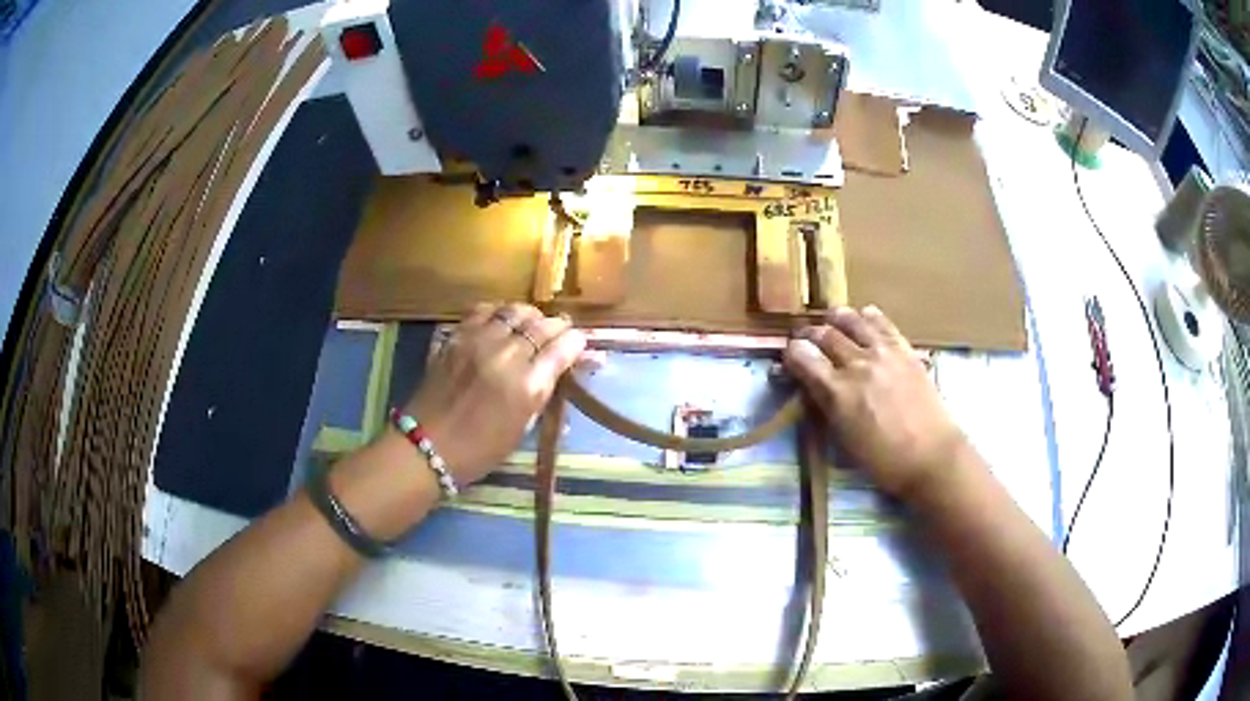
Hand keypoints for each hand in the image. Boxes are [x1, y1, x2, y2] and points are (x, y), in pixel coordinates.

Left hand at [404, 303, 585, 486]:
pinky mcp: (455, 336)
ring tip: (531, 324)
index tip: (580, 345)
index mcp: (527, 386)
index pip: (563, 348)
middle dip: (557, 326)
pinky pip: (483, 310)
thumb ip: (544, 393)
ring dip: (529, 315)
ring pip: (514, 310)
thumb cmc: (480, 450)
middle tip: (559, 333)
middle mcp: (506, 356)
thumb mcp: (521, 429)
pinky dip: (498, 311)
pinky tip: (500, 321)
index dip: (577, 342)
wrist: (426, 446)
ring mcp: (477, 341)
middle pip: (542, 324)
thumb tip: (565, 372)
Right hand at [784, 306, 967, 500]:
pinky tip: (864, 317)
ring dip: (836, 318)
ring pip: (852, 320)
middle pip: (824, 334)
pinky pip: (882, 323)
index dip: (790, 354)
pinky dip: (868, 317)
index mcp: (837, 393)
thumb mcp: (844, 441)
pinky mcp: (905, 350)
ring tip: (832, 321)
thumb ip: (825, 407)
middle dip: (809, 335)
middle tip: (806, 340)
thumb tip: (811, 388)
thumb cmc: (884, 461)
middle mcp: (857, 365)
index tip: (789, 358)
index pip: (802, 358)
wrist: (932, 456)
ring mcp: (883, 353)